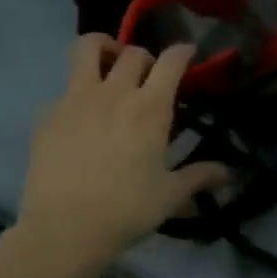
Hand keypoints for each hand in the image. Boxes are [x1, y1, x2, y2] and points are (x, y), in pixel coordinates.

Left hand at [9, 35, 228, 273]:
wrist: (63, 229)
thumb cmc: (125, 210)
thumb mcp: (170, 195)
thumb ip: (200, 176)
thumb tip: (229, 174)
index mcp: (150, 108)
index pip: (171, 61)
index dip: (182, 52)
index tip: (187, 53)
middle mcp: (115, 93)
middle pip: (133, 52)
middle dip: (146, 57)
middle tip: (149, 77)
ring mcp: (76, 99)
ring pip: (87, 48)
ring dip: (103, 48)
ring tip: (108, 63)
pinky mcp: (48, 114)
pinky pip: (65, 89)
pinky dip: (78, 93)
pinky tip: (81, 118)